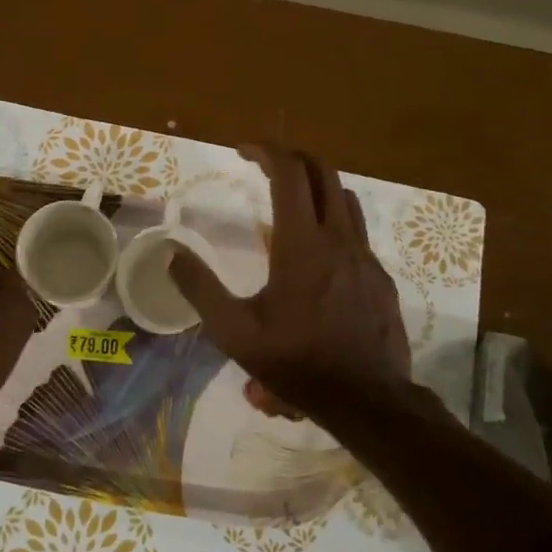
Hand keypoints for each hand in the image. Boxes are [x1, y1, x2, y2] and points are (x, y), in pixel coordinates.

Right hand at [170, 143, 411, 423]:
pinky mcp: (380, 276)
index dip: (266, 151)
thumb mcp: (234, 332)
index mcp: (301, 244)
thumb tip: (171, 253)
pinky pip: (357, 231)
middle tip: (266, 165)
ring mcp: (365, 256)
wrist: (367, 401)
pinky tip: (316, 254)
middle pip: (323, 171)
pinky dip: (333, 221)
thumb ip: (200, 288)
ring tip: (291, 201)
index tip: (243, 150)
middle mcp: (338, 238)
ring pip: (345, 197)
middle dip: (293, 157)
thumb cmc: (297, 363)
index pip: (290, 172)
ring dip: (316, 186)